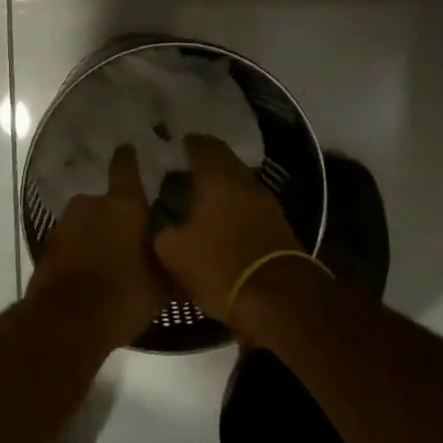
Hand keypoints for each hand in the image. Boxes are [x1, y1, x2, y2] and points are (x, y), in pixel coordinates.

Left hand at [29, 145, 168, 349]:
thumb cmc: (124, 295)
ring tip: (110, 264)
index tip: (129, 148)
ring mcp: (64, 225)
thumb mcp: (162, 285)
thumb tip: (182, 257)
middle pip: (106, 203)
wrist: (66, 322)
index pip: (126, 168)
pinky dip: (79, 255)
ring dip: (95, 237)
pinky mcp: (47, 249)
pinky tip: (90, 278)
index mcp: (123, 205)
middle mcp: (90, 205)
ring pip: (86, 224)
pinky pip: (70, 245)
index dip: (128, 158)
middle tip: (130, 240)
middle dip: (116, 217)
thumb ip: (171, 262)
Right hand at [152, 135, 303, 323]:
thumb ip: (163, 230)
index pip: (203, 146)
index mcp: (218, 178)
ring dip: (223, 186)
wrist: (280, 299)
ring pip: (240, 184)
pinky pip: (251, 207)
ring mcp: (267, 204)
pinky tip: (223, 222)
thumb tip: (163, 223)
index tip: (178, 144)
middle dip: (207, 163)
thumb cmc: (221, 266)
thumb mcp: (174, 252)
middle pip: (226, 162)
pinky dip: (236, 208)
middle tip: (186, 170)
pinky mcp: (279, 227)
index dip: (190, 143)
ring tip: (202, 197)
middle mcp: (245, 183)